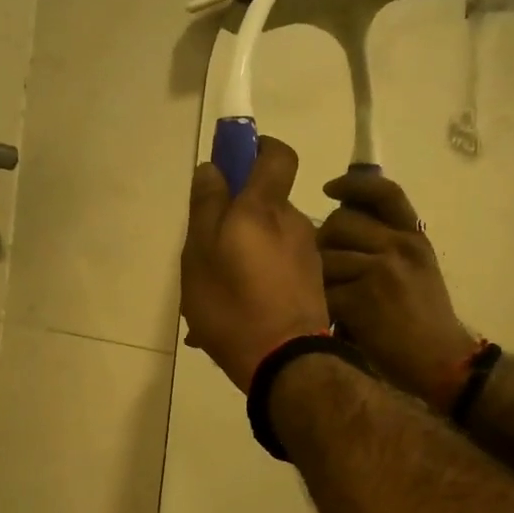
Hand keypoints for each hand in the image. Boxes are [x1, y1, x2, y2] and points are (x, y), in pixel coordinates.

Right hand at [180, 137, 331, 388]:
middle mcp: (294, 223)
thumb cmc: (234, 304)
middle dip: (237, 219)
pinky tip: (236, 312)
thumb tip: (213, 168)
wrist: (286, 363)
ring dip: (245, 256)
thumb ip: (206, 207)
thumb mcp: (201, 254)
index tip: (235, 164)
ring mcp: (307, 256)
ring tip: (217, 293)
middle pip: (265, 204)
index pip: (277, 154)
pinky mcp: (313, 285)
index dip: (257, 149)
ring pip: (268, 241)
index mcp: (264, 208)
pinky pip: (278, 270)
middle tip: (207, 252)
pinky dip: (258, 280)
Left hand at [319, 172, 475, 405]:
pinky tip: (328, 316)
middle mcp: (399, 246)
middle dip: (324, 241)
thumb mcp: (417, 270)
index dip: (352, 185)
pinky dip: (321, 304)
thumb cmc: (425, 320)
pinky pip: (324, 289)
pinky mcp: (362, 299)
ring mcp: (381, 271)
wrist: (441, 361)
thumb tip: (340, 224)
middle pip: (340, 221)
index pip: (384, 192)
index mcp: (414, 237)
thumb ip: (387, 244)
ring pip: (326, 255)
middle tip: (326, 266)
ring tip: (327, 295)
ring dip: (318, 276)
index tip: (329, 189)